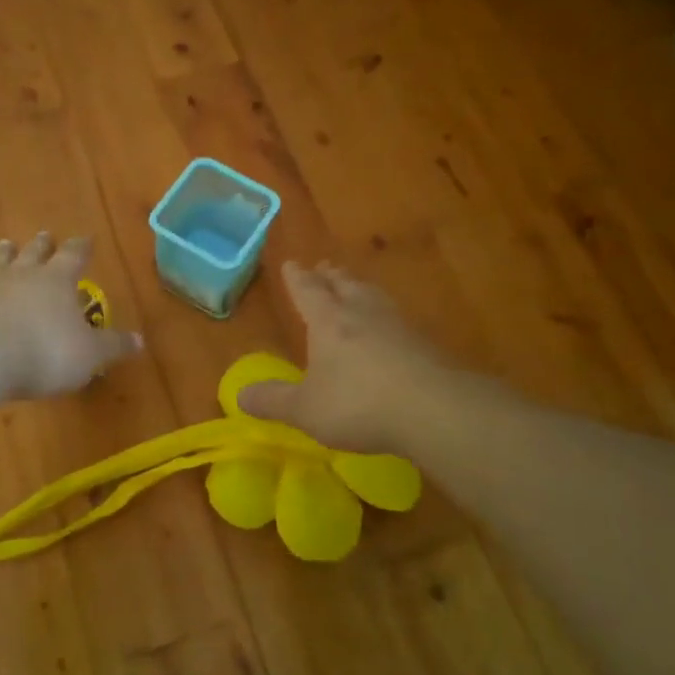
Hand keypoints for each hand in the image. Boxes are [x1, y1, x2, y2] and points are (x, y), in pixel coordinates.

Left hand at [0, 232, 142, 400]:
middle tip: (45, 235)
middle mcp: (23, 276)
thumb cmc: (45, 352)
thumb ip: (112, 345)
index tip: (86, 237)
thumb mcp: (89, 354)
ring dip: (5, 254)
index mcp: (57, 280)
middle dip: (42, 245)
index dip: (81, 247)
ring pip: (0, 263)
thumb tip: (140, 340)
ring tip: (6, 245)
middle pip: (34, 253)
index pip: (73, 255)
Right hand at [239, 261, 449, 453]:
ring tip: (356, 288)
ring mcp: (397, 325)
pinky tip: (390, 329)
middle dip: (331, 277)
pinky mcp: (424, 344)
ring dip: (360, 289)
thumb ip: (273, 401)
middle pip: (344, 285)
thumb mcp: (305, 409)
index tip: (291, 264)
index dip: (297, 278)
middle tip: (324, 267)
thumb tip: (240, 396)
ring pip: (374, 297)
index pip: (308, 291)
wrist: (434, 409)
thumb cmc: (358, 404)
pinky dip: (385, 316)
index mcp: (328, 321)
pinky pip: (397, 320)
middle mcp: (362, 313)